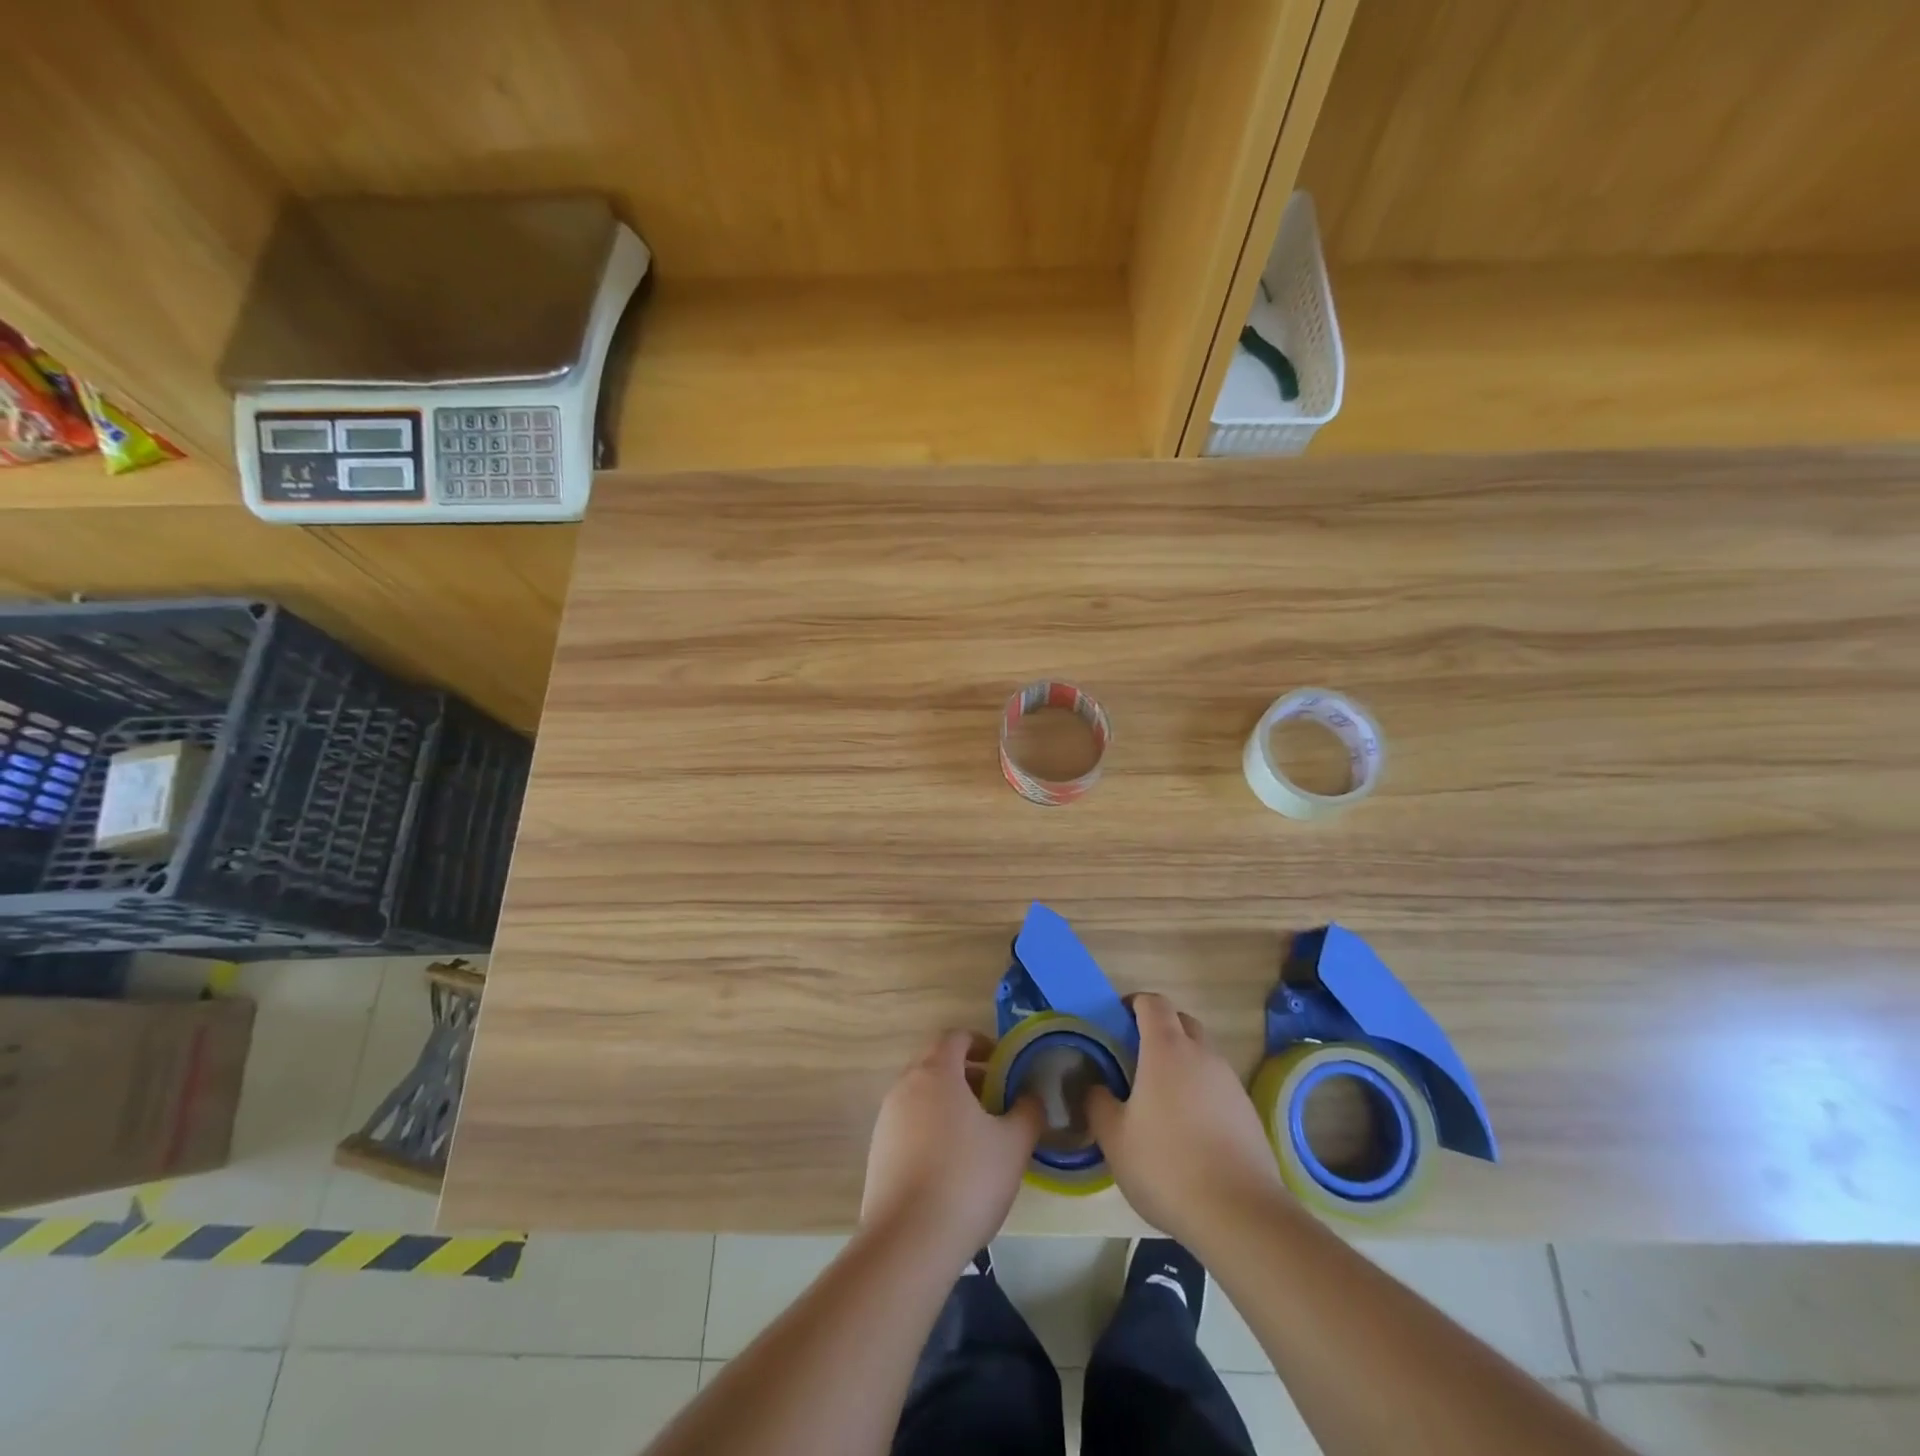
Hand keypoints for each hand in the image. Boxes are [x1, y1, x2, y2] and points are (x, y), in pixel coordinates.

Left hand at [860, 1030, 1043, 1262]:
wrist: (908, 1241)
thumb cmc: (966, 1180)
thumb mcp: (1013, 1145)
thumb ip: (1028, 1112)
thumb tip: (1031, 1097)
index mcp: (936, 1072)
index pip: (956, 1037)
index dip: (981, 1042)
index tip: (1003, 1063)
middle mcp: (905, 1086)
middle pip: (936, 1062)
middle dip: (966, 1072)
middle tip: (994, 1095)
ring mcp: (887, 1119)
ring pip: (921, 1093)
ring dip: (948, 1100)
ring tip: (977, 1132)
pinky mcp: (877, 1151)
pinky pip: (908, 1123)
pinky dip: (930, 1126)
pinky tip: (950, 1162)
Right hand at [1086, 993, 1287, 1247]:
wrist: (1240, 1214)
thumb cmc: (1166, 1165)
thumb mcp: (1114, 1138)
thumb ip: (1098, 1103)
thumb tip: (1095, 1086)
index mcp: (1166, 1049)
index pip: (1153, 1003)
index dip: (1133, 1003)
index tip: (1117, 1019)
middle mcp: (1202, 1054)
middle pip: (1181, 1021)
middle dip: (1159, 1028)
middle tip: (1135, 1056)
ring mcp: (1230, 1082)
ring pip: (1202, 1054)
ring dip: (1181, 1061)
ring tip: (1160, 1096)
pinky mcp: (1248, 1112)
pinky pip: (1217, 1084)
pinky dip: (1200, 1090)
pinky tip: (1188, 1128)